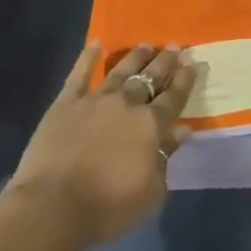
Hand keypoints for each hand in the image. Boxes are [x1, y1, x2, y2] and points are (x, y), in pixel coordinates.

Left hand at [7, 44, 196, 245]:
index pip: (174, 97)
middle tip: (174, 46)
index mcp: (151, 125)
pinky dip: (88, 58)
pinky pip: (79, 74)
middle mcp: (126, 104)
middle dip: (164, 62)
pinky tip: (95, 44)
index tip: (196, 62)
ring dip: (135, 57)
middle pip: (149, 78)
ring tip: (146, 45)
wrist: (54, 205)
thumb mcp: (151, 192)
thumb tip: (183, 131)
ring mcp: (95, 99)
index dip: (186, 80)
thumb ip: (166, 158)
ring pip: (120, 71)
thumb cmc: (108, 206)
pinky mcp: (66, 103)